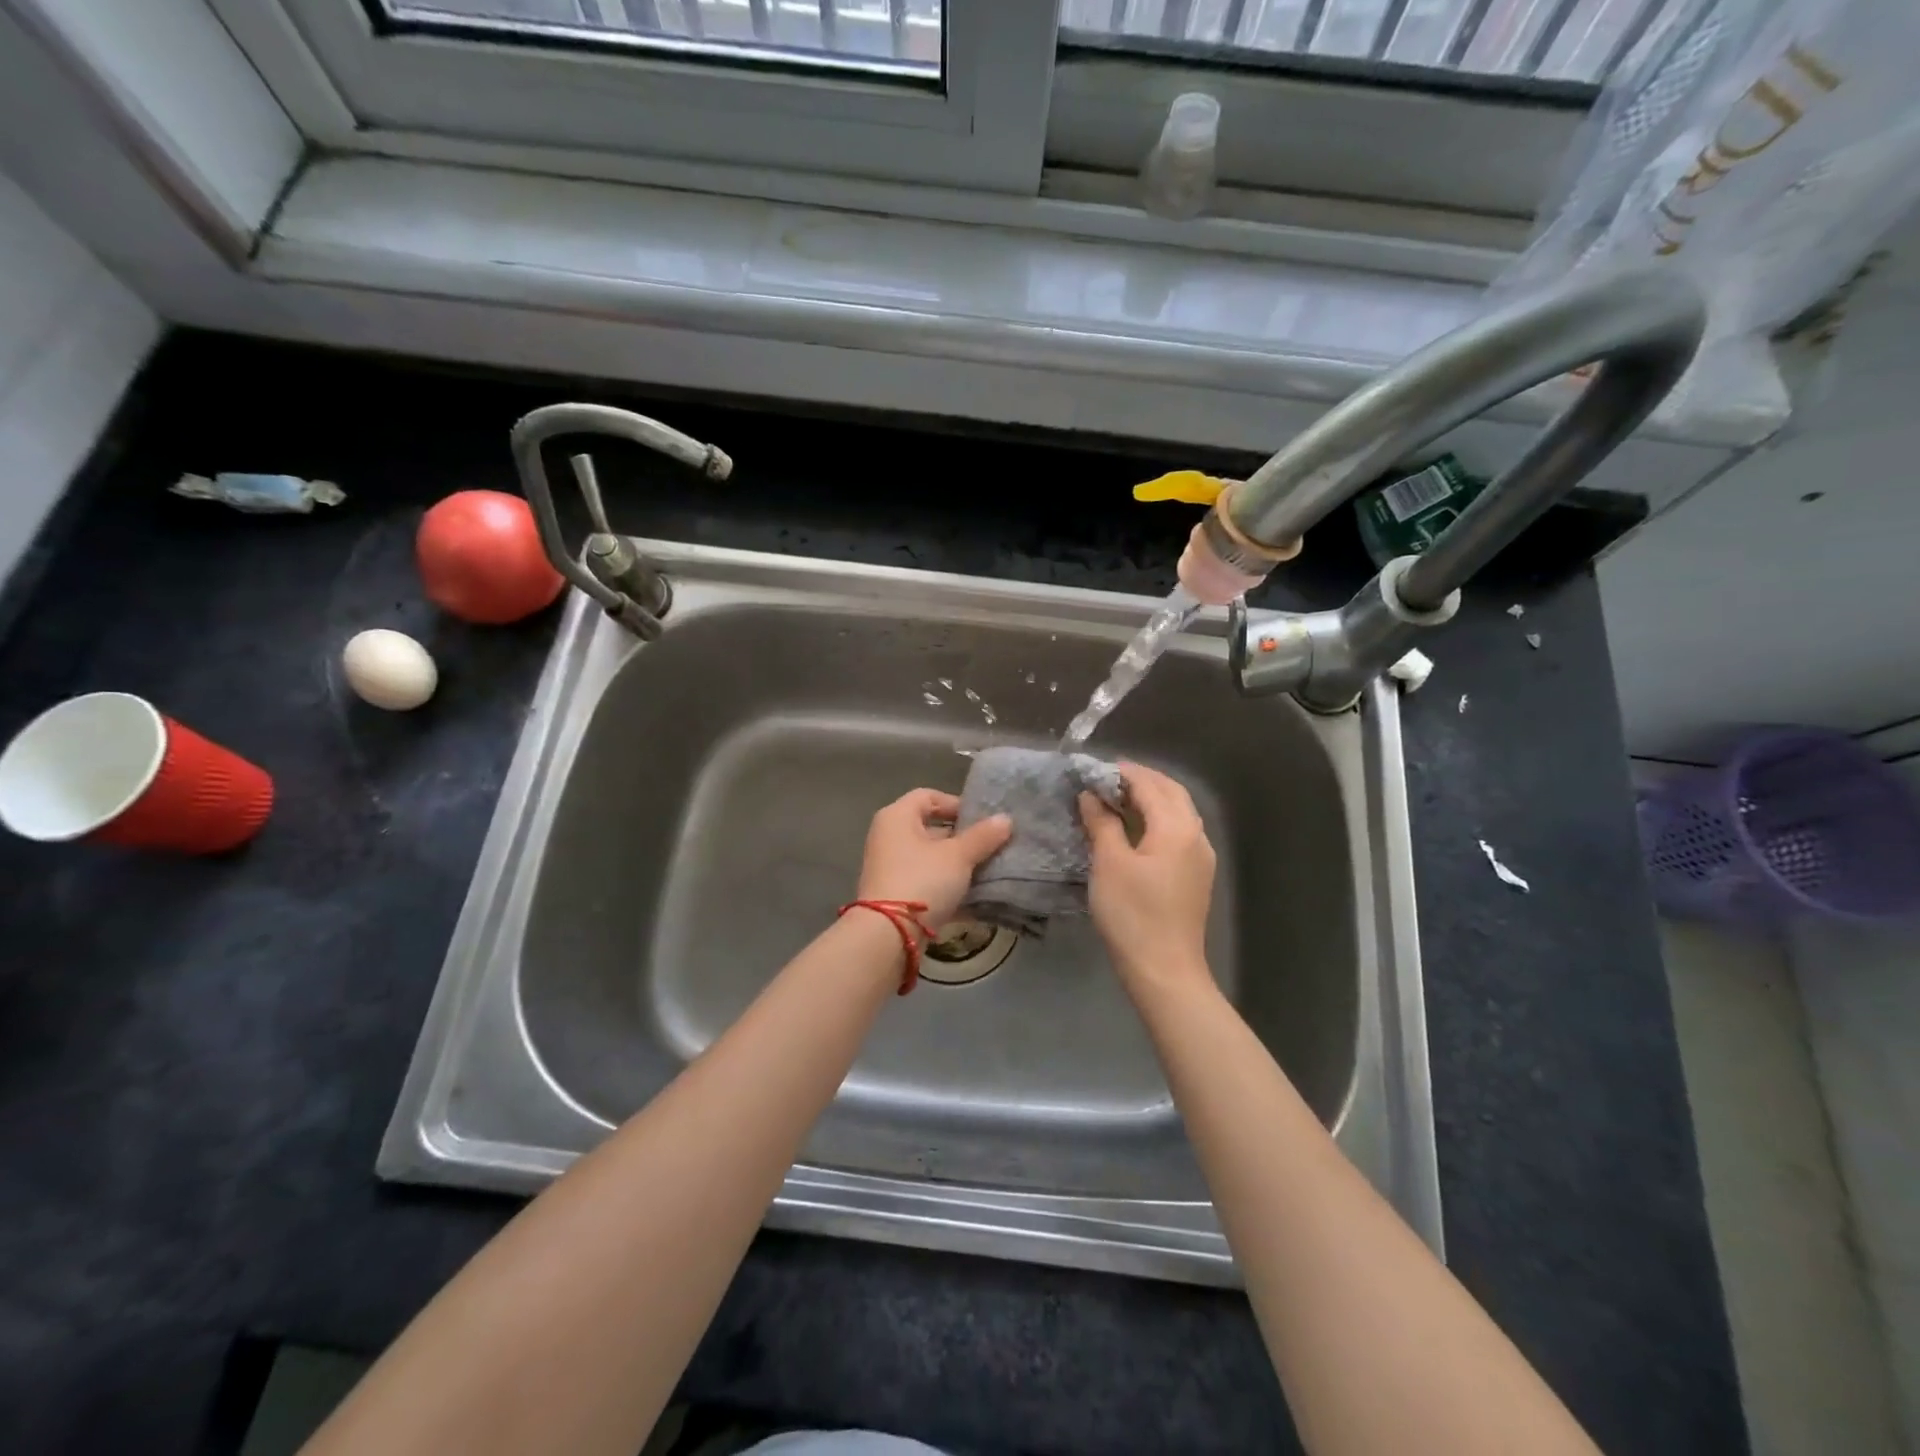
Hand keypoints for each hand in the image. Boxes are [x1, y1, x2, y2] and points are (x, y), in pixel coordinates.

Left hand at [856, 789, 1011, 926]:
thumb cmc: (922, 880)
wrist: (888, 935)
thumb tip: (1006, 819)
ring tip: (986, 871)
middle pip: (929, 828)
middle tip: (989, 847)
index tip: (982, 820)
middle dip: (961, 838)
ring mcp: (888, 867)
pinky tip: (973, 898)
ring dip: (956, 865)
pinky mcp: (893, 895)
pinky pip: (925, 882)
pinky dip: (946, 886)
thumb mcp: (958, 856)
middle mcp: (888, 837)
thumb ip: (982, 836)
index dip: (956, 804)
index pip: (928, 796)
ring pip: (929, 858)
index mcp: (897, 817)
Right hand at [1079, 762, 1216, 997]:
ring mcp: (1200, 857)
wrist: (1164, 970)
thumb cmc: (1133, 914)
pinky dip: (1156, 820)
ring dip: (1150, 799)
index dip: (1120, 772)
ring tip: (1116, 800)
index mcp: (1177, 827)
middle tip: (1106, 779)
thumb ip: (1102, 823)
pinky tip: (1134, 830)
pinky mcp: (1195, 876)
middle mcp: (1196, 835)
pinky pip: (1178, 832)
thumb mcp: (1109, 863)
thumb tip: (1091, 795)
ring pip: (1177, 812)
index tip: (1092, 769)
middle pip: (1171, 793)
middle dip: (1140, 780)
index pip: (1149, 784)